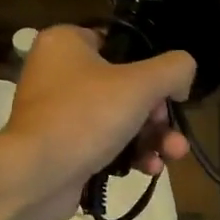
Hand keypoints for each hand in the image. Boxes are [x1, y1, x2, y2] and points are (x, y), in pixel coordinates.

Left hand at [0, 26, 195, 219]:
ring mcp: (60, 113)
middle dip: (159, 116)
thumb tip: (183, 77)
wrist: (36, 176)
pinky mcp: (64, 147)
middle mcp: (59, 73)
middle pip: (127, 88)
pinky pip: (106, 144)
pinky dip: (130, 155)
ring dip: (153, 139)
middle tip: (173, 132)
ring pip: (121, 120)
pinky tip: (150, 169)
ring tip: (172, 155)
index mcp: (67, 43)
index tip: (171, 94)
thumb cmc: (86, 116)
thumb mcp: (141, 83)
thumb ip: (175, 69)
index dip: (154, 70)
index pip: (123, 45)